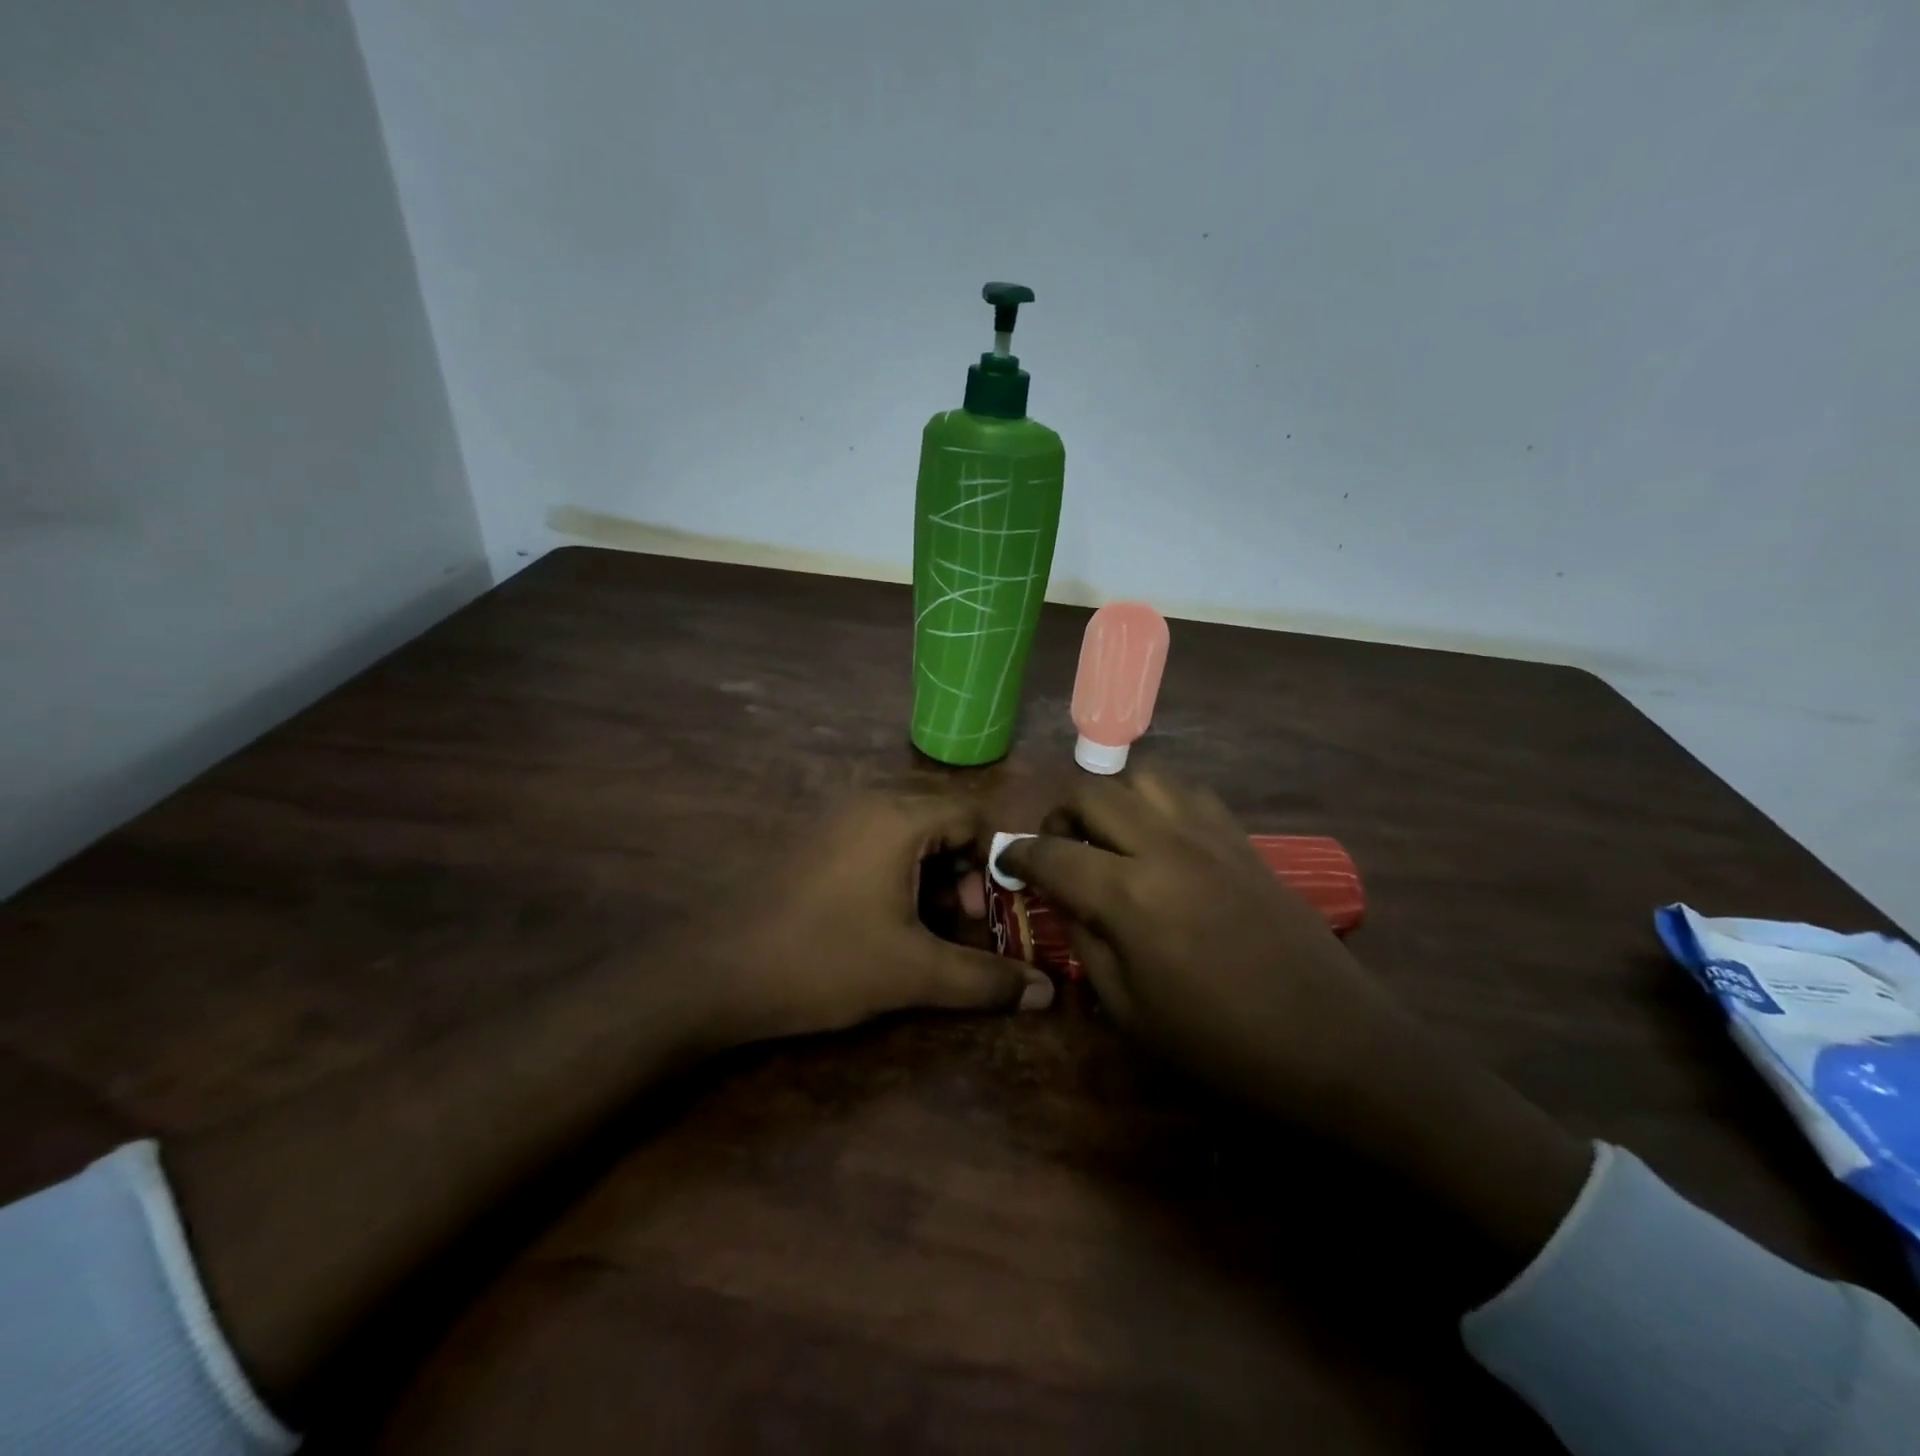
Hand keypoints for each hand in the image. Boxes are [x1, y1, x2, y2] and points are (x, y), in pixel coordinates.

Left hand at [700, 791, 1048, 1044]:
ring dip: (929, 875)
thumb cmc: (824, 960)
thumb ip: (984, 980)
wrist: (717, 971)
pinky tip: (881, 920)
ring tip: (921, 929)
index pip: (973, 817)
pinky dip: (895, 872)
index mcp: (898, 816)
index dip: (990, 865)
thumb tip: (1046, 993)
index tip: (983, 916)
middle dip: (961, 873)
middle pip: (942, 821)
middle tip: (956, 925)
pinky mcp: (814, 839)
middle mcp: (868, 801)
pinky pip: (874, 840)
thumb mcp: (912, 973)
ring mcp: (835, 817)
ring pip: (908, 832)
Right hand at [1001, 772, 1590, 1266]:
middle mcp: (1163, 846)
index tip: (1007, 862)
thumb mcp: (1130, 1011)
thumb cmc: (1221, 1048)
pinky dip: (1159, 804)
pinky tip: (1161, 840)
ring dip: (1112, 799)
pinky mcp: (1244, 841)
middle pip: (1092, 792)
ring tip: (1108, 837)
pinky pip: (1189, 795)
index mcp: (1127, 895)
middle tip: (1057, 847)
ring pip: (1143, 778)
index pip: (1051, 852)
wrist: (1335, 1049)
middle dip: (1060, 813)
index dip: (1018, 854)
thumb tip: (1066, 901)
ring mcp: (1210, 836)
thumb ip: (1087, 942)